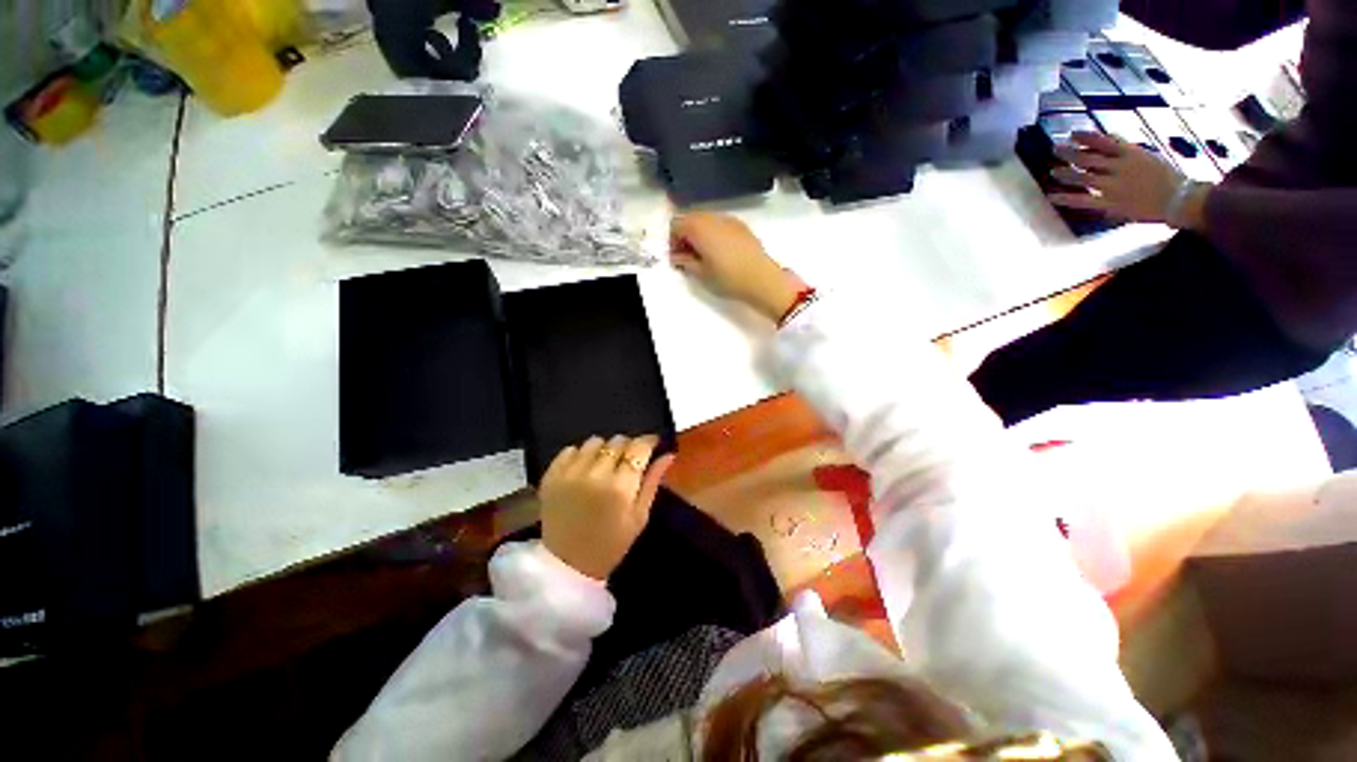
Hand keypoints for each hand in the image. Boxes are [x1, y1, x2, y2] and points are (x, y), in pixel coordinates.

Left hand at [539, 435, 674, 580]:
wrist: (568, 565)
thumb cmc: (612, 543)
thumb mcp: (640, 516)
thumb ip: (653, 481)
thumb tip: (668, 454)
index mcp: (621, 487)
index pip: (639, 447)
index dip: (648, 441)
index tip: (652, 443)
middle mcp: (595, 474)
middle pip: (618, 441)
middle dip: (628, 447)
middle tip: (628, 462)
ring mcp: (570, 473)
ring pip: (595, 441)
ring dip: (604, 449)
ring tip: (604, 466)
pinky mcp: (551, 475)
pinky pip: (570, 449)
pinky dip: (581, 455)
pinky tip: (584, 470)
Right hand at [670, 213, 802, 321]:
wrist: (762, 280)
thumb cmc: (728, 278)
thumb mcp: (701, 274)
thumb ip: (685, 261)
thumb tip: (677, 256)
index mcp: (699, 227)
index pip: (676, 224)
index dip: (672, 241)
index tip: (677, 258)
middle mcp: (713, 218)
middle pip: (691, 219)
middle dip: (685, 235)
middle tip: (688, 257)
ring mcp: (729, 220)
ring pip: (706, 220)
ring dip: (700, 234)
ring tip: (705, 256)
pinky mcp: (742, 226)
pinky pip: (720, 224)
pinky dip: (714, 234)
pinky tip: (720, 253)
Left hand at [1050, 131, 1208, 228]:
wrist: (1181, 200)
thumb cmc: (1169, 179)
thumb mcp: (1149, 158)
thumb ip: (1128, 155)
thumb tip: (1109, 151)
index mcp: (1131, 153)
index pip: (1103, 141)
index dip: (1085, 137)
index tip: (1072, 134)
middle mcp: (1119, 167)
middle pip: (1087, 158)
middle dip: (1069, 152)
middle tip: (1055, 149)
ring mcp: (1113, 186)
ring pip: (1081, 177)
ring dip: (1064, 173)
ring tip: (1052, 171)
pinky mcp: (1110, 204)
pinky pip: (1082, 200)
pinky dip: (1064, 198)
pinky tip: (1051, 196)